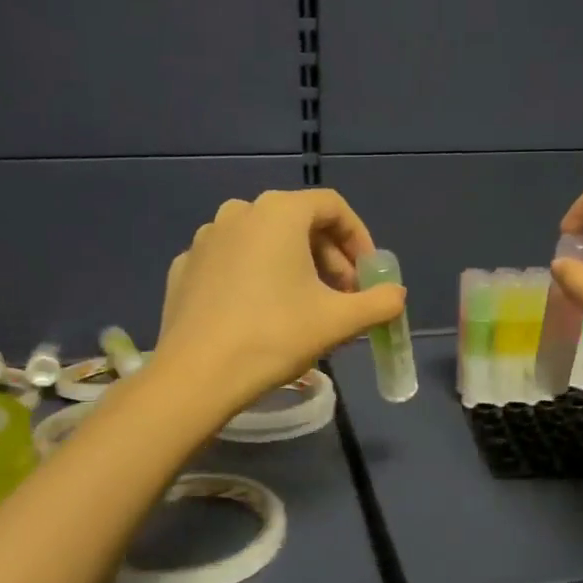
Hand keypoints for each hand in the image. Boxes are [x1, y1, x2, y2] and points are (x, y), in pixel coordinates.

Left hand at [153, 189, 405, 413]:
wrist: (197, 375)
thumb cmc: (275, 336)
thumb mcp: (339, 321)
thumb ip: (379, 302)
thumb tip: (397, 296)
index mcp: (279, 212)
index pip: (333, 207)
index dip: (359, 238)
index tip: (368, 274)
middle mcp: (240, 212)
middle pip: (298, 222)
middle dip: (329, 256)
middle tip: (343, 295)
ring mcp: (206, 239)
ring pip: (263, 241)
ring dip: (293, 265)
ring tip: (305, 306)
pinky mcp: (185, 267)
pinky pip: (232, 262)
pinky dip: (255, 277)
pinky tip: (260, 313)